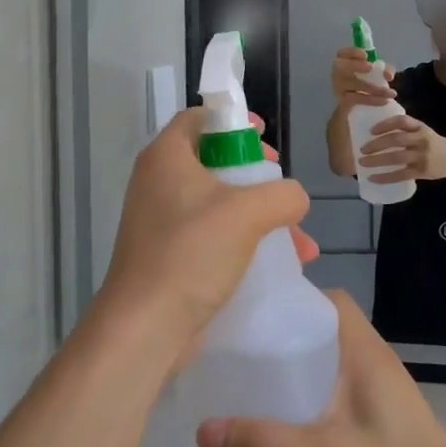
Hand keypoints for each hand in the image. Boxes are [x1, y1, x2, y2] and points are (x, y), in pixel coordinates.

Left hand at [96, 109, 315, 356]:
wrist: (145, 328)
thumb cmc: (192, 253)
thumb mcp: (248, 213)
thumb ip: (283, 195)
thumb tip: (294, 199)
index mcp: (167, 157)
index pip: (199, 118)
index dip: (234, 122)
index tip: (265, 139)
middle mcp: (158, 182)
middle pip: (214, 162)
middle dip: (257, 178)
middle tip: (281, 190)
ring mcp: (161, 222)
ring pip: (220, 205)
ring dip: (261, 218)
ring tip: (300, 244)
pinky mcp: (169, 256)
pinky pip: (213, 237)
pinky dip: (245, 244)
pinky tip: (281, 267)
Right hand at [195, 294, 445, 446]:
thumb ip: (265, 445)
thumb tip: (201, 430)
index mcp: (367, 353)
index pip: (331, 301)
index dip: (295, 298)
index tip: (252, 313)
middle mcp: (375, 365)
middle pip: (325, 333)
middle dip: (284, 338)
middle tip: (238, 355)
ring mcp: (381, 399)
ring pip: (330, 368)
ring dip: (296, 373)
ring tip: (250, 390)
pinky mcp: (380, 429)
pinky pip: (336, 398)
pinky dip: (309, 402)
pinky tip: (283, 431)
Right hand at [331, 47, 395, 107]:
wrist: (358, 106)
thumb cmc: (366, 82)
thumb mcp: (377, 72)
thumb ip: (385, 70)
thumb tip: (388, 75)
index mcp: (344, 62)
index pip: (343, 53)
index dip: (353, 53)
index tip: (366, 55)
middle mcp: (338, 74)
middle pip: (340, 67)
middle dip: (355, 65)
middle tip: (370, 67)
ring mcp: (339, 89)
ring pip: (351, 86)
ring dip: (373, 88)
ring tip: (390, 92)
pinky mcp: (344, 102)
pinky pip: (356, 100)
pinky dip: (372, 100)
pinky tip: (384, 101)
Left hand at [359, 114, 445, 182]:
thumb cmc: (433, 143)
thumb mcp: (422, 131)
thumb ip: (405, 129)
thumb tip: (377, 129)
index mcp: (419, 127)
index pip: (401, 121)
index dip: (385, 124)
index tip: (370, 130)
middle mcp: (421, 140)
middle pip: (396, 139)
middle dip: (376, 144)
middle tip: (361, 149)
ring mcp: (422, 156)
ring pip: (396, 157)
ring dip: (377, 160)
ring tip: (363, 162)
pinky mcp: (422, 171)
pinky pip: (401, 175)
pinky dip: (386, 177)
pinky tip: (373, 178)